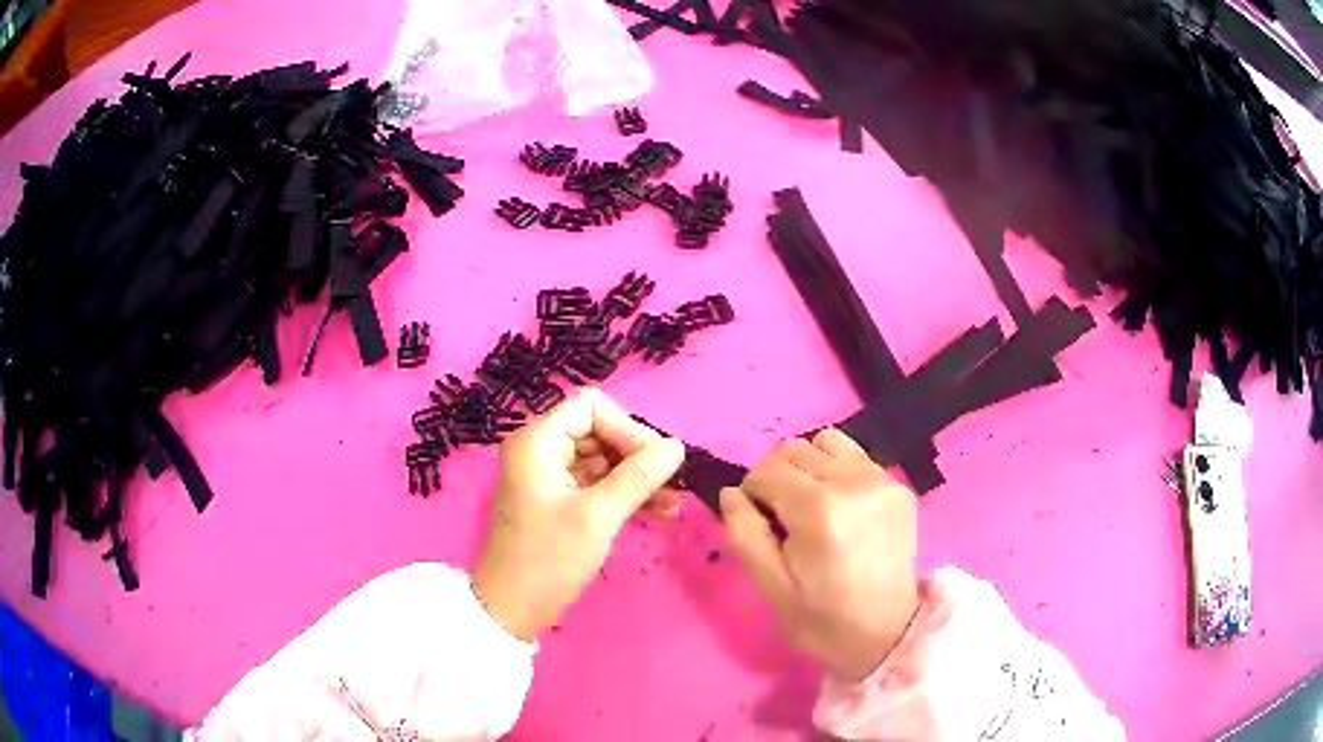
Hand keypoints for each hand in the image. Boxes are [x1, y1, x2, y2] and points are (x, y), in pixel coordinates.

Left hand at [473, 389, 684, 641]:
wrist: (513, 609)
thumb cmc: (548, 559)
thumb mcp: (597, 517)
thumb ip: (638, 477)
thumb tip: (677, 447)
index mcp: (538, 442)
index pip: (592, 407)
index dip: (628, 429)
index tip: (655, 463)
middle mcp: (541, 450)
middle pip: (599, 431)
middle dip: (637, 455)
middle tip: (670, 483)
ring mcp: (550, 476)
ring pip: (603, 460)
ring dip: (637, 477)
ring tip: (674, 501)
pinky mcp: (559, 501)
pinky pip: (597, 484)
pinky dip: (625, 494)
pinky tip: (661, 511)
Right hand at [721, 429, 919, 681]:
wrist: (887, 632)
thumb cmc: (822, 618)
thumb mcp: (770, 587)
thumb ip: (745, 534)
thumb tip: (731, 493)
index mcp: (817, 511)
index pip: (766, 470)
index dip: (751, 492)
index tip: (757, 520)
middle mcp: (852, 482)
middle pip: (794, 449)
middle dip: (776, 476)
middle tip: (781, 515)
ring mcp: (881, 480)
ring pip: (827, 442)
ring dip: (809, 465)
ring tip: (812, 503)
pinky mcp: (898, 486)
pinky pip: (856, 457)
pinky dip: (838, 471)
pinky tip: (841, 507)